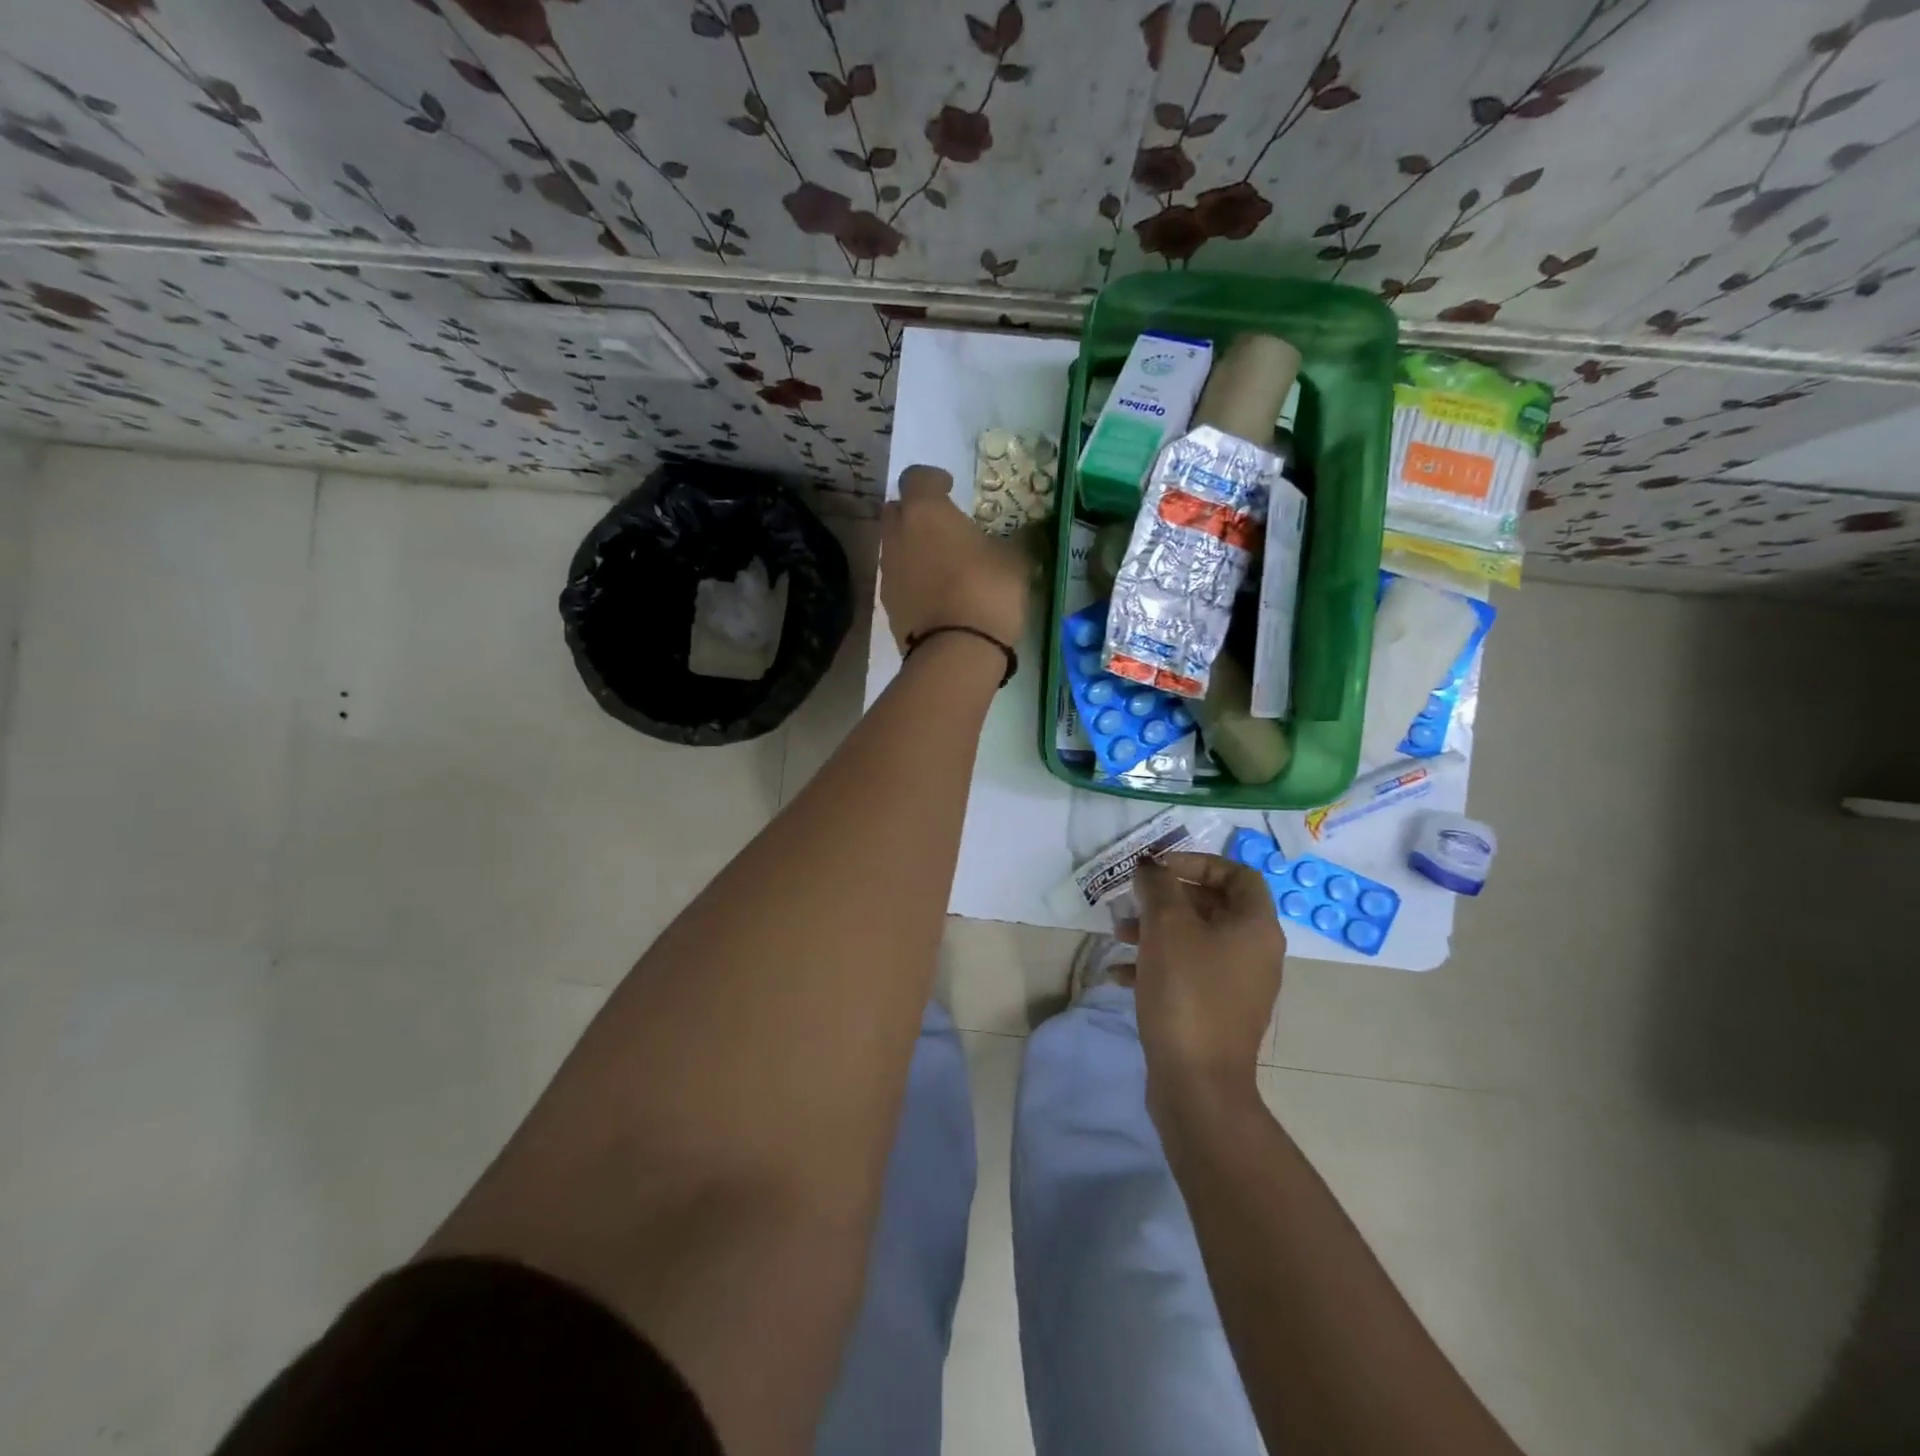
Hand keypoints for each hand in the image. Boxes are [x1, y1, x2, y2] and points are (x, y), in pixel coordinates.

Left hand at [881, 465, 1028, 650]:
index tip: (949, 488)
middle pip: (896, 510)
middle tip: (942, 524)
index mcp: (925, 511)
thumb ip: (1018, 540)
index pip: (916, 477)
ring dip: (912, 546)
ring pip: (894, 545)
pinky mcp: (888, 604)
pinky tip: (936, 592)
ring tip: (941, 562)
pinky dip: (912, 577)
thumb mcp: (1016, 560)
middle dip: (915, 511)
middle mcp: (897, 535)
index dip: (932, 480)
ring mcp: (888, 571)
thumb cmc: (987, 590)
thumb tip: (1031, 532)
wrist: (956, 650)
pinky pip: (898, 578)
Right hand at [1131, 852, 1286, 1105]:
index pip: (1237, 873)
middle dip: (1167, 897)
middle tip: (1131, 899)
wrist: (1197, 1083)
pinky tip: (1119, 975)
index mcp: (1255, 926)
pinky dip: (1155, 965)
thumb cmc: (1187, 992)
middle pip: (1212, 905)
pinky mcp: (1215, 1011)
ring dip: (1155, 929)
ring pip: (1194, 939)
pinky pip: (1186, 973)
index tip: (1158, 868)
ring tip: (1117, 935)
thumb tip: (1151, 867)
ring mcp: (1236, 985)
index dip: (1197, 862)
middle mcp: (1253, 951)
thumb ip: (1158, 886)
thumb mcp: (1167, 926)